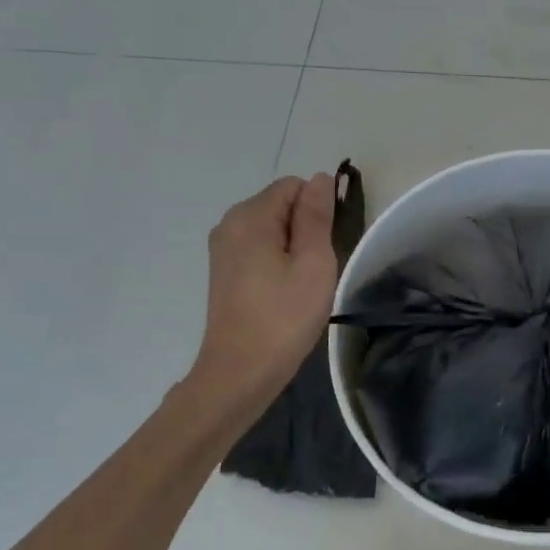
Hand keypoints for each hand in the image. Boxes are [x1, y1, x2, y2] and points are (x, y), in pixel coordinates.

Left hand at [187, 172, 339, 412]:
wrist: (240, 371)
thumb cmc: (284, 317)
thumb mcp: (313, 263)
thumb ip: (317, 216)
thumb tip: (320, 178)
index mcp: (250, 216)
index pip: (295, 186)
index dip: (318, 210)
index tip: (326, 246)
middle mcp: (229, 223)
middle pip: (281, 203)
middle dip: (305, 227)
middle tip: (315, 269)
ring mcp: (223, 247)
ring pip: (272, 227)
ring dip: (293, 246)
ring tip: (301, 282)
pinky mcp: (224, 269)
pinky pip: (259, 246)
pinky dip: (277, 259)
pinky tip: (284, 290)